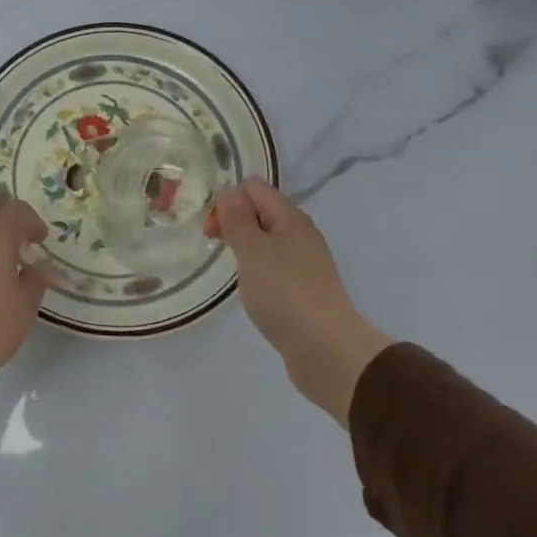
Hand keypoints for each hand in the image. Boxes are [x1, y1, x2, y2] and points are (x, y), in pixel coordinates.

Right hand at [207, 178, 394, 424]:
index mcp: (290, 218)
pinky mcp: (302, 290)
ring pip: (266, 241)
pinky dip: (256, 272)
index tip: (212, 229)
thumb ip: (238, 219)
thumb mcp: (253, 251)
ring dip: (244, 248)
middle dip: (233, 222)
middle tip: (214, 246)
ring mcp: (303, 264)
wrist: (324, 348)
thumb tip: (230, 191)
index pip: (254, 188)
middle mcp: (300, 234)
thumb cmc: (283, 293)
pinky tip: (251, 291)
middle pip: (261, 212)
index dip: (228, 200)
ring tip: (231, 270)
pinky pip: (273, 267)